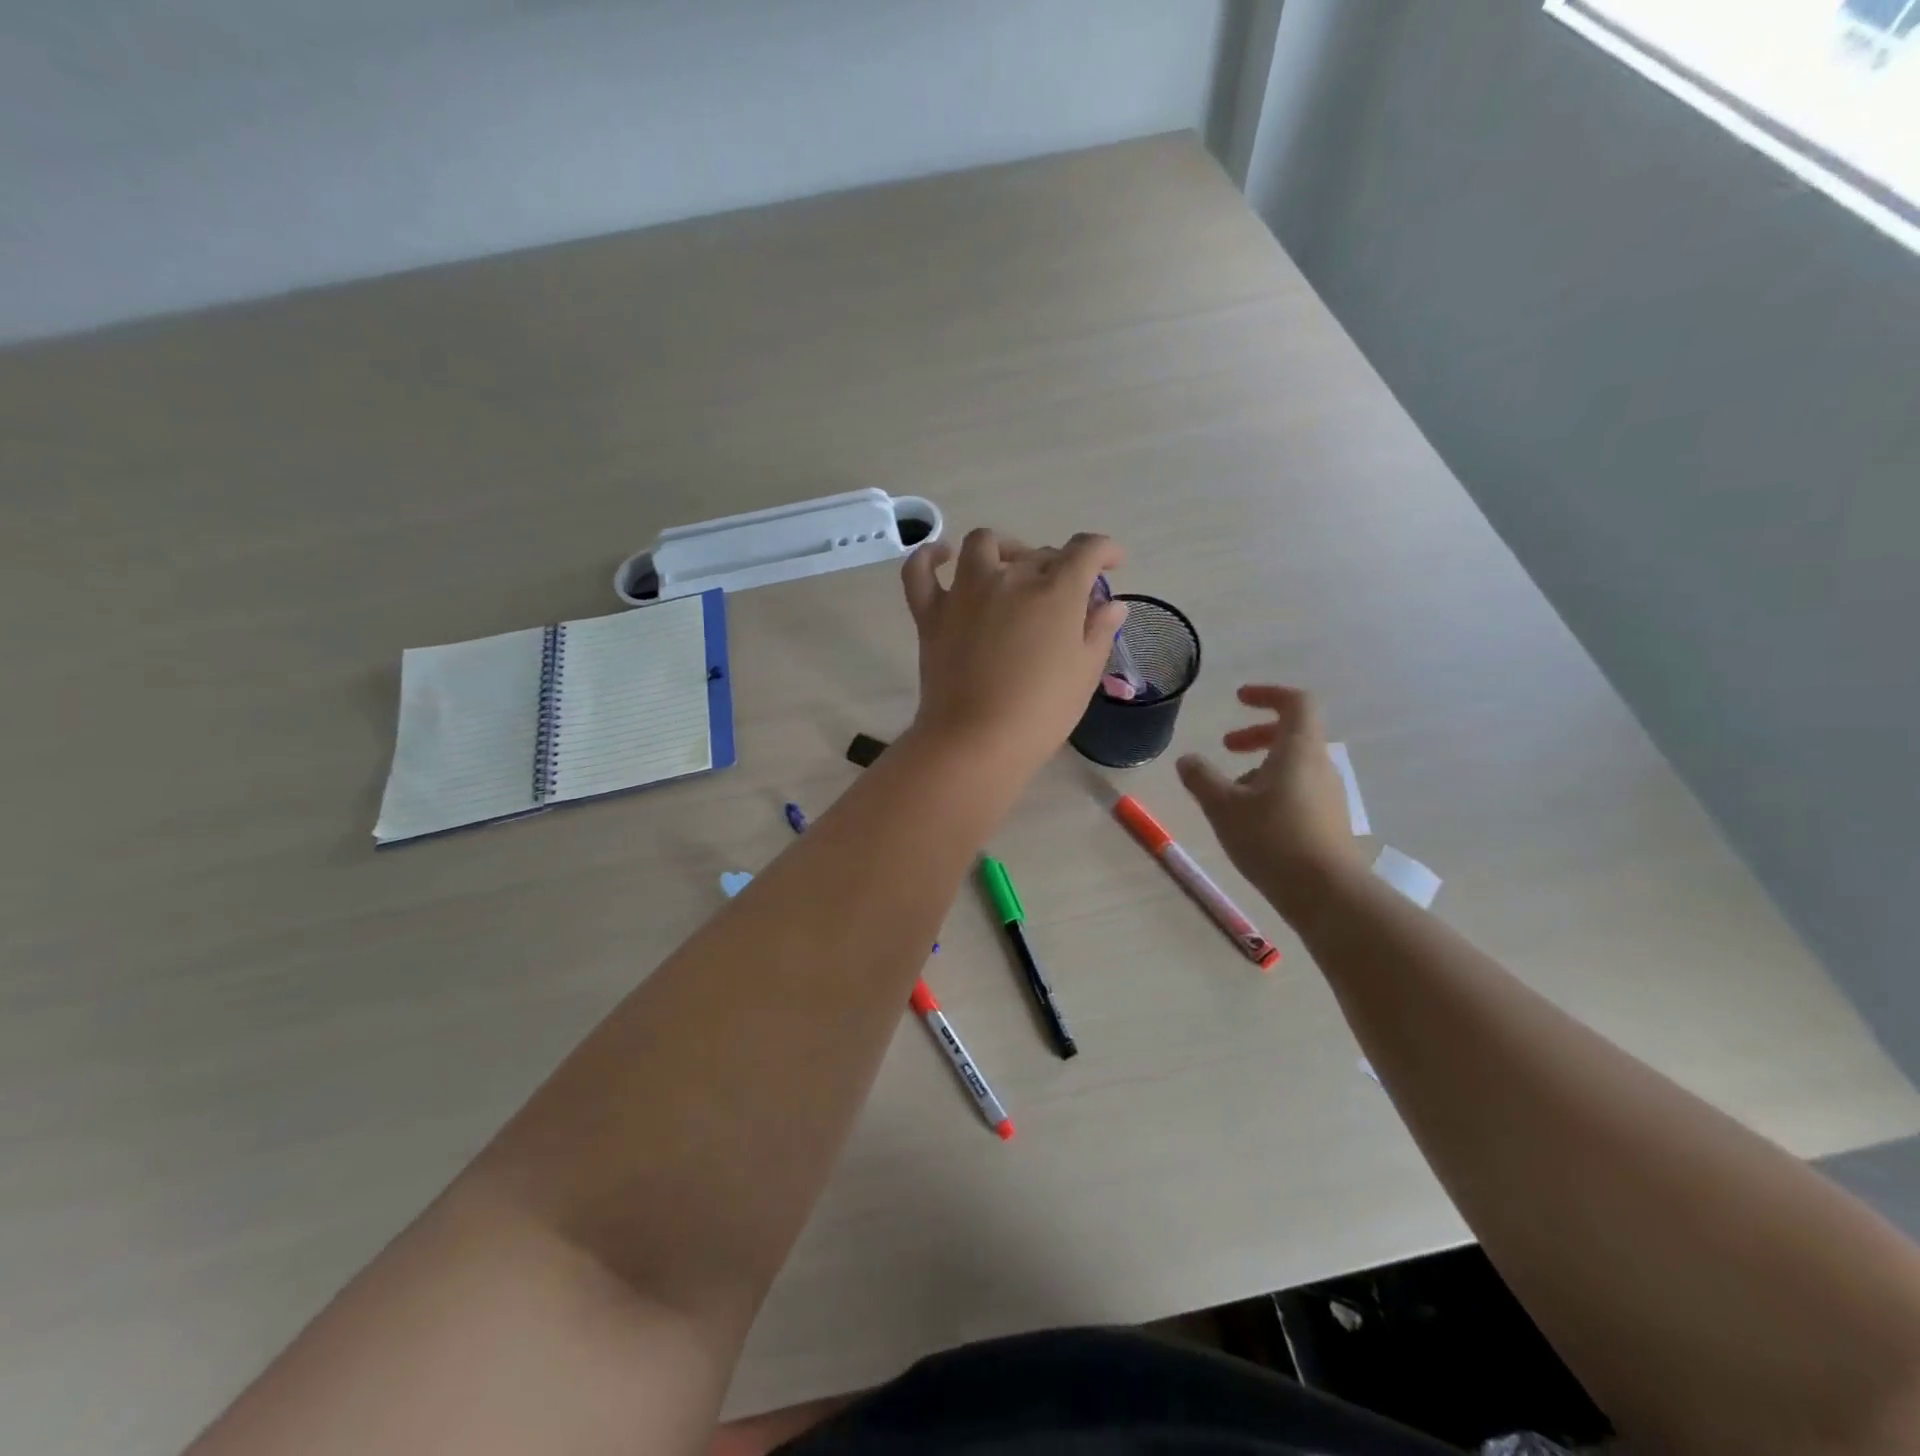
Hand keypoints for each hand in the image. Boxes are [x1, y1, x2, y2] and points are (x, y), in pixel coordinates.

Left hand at [901, 528, 1125, 773]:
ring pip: (982, 544)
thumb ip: (1099, 631)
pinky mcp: (931, 613)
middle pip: (1038, 553)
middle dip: (1058, 566)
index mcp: (1056, 592)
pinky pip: (920, 571)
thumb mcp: (1085, 673)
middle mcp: (1010, 579)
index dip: (1105, 550)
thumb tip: (1111, 604)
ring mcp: (965, 592)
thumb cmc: (1041, 712)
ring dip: (1002, 548)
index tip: (1112, 563)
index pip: (1086, 550)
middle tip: (1063, 597)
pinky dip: (929, 557)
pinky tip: (942, 555)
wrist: (977, 740)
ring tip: (1010, 566)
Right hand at [1176, 685, 1364, 922]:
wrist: (1327, 894)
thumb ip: (1201, 778)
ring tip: (1231, 793)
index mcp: (1299, 750)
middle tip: (1227, 746)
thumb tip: (1187, 759)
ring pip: (1295, 765)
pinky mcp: (1329, 821)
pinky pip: (1300, 790)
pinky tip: (1251, 820)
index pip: (1296, 702)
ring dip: (1262, 767)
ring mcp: (1329, 795)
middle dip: (1257, 734)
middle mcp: (1320, 765)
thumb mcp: (1223, 807)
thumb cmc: (1272, 839)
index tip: (1239, 699)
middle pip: (1294, 733)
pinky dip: (1273, 790)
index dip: (1268, 694)